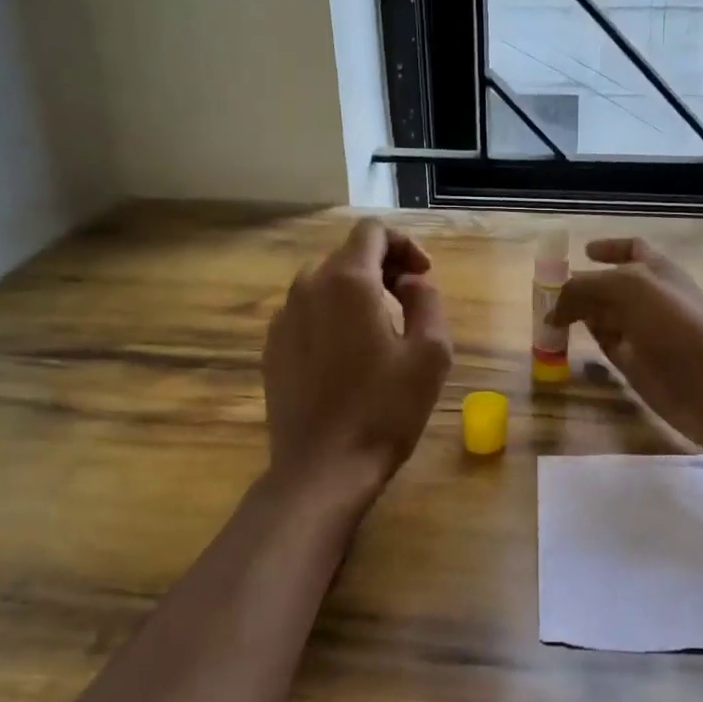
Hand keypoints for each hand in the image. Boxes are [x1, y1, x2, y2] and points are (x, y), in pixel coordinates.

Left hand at [263, 219, 452, 485]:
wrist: (323, 468)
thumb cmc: (385, 410)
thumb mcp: (430, 354)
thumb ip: (427, 302)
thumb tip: (411, 283)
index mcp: (348, 282)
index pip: (372, 232)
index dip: (405, 245)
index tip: (424, 276)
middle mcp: (308, 288)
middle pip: (347, 255)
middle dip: (382, 267)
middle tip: (409, 301)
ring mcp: (283, 318)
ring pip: (323, 283)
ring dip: (356, 291)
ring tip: (381, 328)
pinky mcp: (272, 348)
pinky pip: (305, 312)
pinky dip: (331, 315)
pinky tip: (348, 354)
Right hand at [550, 238, 702, 458]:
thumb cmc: (674, 324)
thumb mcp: (628, 289)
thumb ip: (586, 288)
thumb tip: (553, 308)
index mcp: (656, 270)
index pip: (631, 250)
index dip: (608, 248)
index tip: (582, 252)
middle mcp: (648, 298)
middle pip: (609, 285)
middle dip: (581, 285)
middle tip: (545, 291)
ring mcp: (641, 332)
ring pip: (603, 316)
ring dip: (578, 313)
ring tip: (546, 315)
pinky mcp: (634, 364)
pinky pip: (604, 345)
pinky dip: (585, 340)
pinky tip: (563, 341)